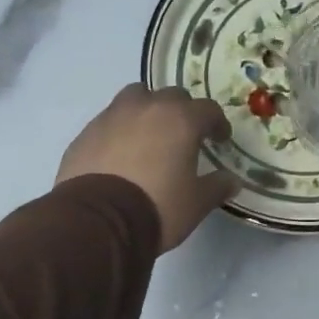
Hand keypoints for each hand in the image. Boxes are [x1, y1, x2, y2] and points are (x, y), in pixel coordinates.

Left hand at [57, 84, 238, 253]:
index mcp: (180, 120)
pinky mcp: (86, 132)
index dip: (217, 123)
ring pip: (136, 98)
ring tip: (150, 135)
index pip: (208, 109)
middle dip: (182, 112)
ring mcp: (112, 116)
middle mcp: (147, 108)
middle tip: (185, 135)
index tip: (219, 139)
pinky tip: (121, 153)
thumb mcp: (196, 203)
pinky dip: (120, 129)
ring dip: (148, 110)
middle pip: (172, 96)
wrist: (97, 222)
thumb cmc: (157, 207)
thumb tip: (232, 180)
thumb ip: (217, 186)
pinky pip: (110, 120)